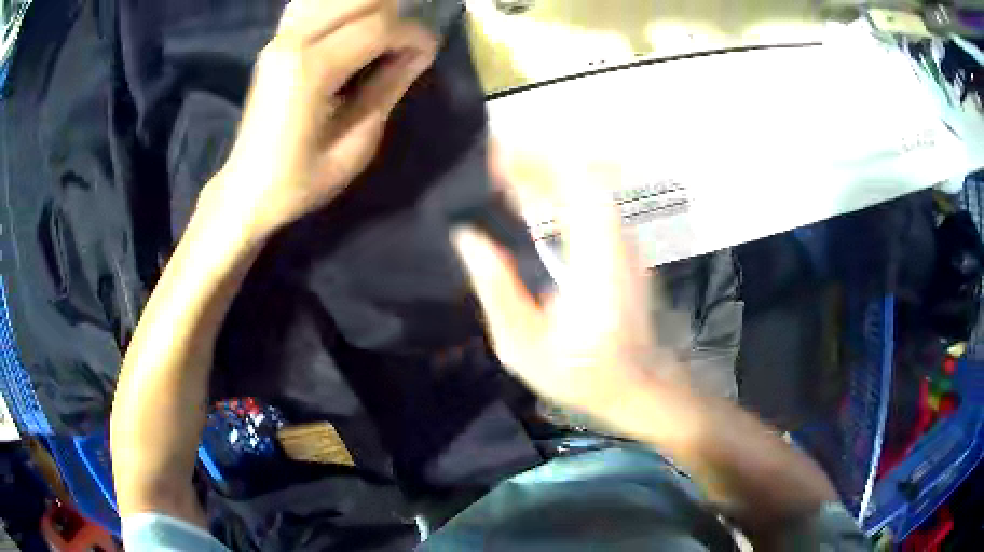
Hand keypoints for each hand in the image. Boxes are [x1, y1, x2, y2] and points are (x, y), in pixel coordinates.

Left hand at [206, 0, 436, 236]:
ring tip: (380, 35)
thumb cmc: (299, 180)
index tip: (429, 52)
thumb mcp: (355, 145)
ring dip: (367, 9)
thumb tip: (419, 54)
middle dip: (394, 13)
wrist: (245, 190)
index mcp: (311, 70)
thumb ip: (387, 89)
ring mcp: (279, 38)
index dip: (413, 35)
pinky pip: (311, 4)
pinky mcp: (274, 42)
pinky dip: (337, 9)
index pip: (378, 26)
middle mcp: (292, 42)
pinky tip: (348, 29)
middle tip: (404, 43)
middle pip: (358, 0)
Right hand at [453, 145, 684, 419]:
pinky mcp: (625, 246)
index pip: (580, 192)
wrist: (633, 384)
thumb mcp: (522, 347)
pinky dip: (560, 187)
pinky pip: (593, 201)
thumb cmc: (577, 374)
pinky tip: (531, 195)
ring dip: (548, 169)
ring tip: (505, 171)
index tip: (498, 156)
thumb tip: (467, 237)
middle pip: (585, 177)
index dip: (540, 164)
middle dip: (538, 158)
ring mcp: (627, 243)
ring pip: (590, 184)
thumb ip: (495, 290)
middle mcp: (618, 245)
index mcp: (596, 268)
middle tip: (493, 159)